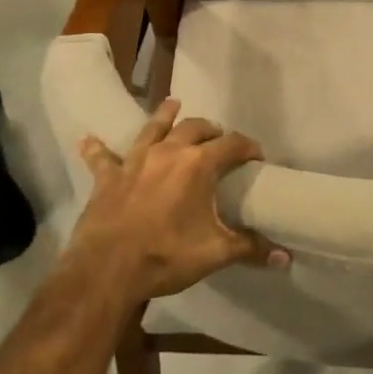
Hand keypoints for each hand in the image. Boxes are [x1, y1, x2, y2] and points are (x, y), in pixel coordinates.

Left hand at [70, 99, 287, 301]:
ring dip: (164, 115)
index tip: (257, 156)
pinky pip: (101, 157)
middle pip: (193, 127)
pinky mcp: (108, 177)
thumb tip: (285, 257)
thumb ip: (250, 249)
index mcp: (197, 164)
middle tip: (218, 137)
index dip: (247, 147)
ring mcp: (135, 161)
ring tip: (172, 104)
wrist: (108, 269)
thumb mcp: (215, 253)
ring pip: (152, 128)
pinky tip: (86, 139)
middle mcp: (167, 152)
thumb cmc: (167, 256)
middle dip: (210, 130)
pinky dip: (96, 148)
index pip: (231, 144)